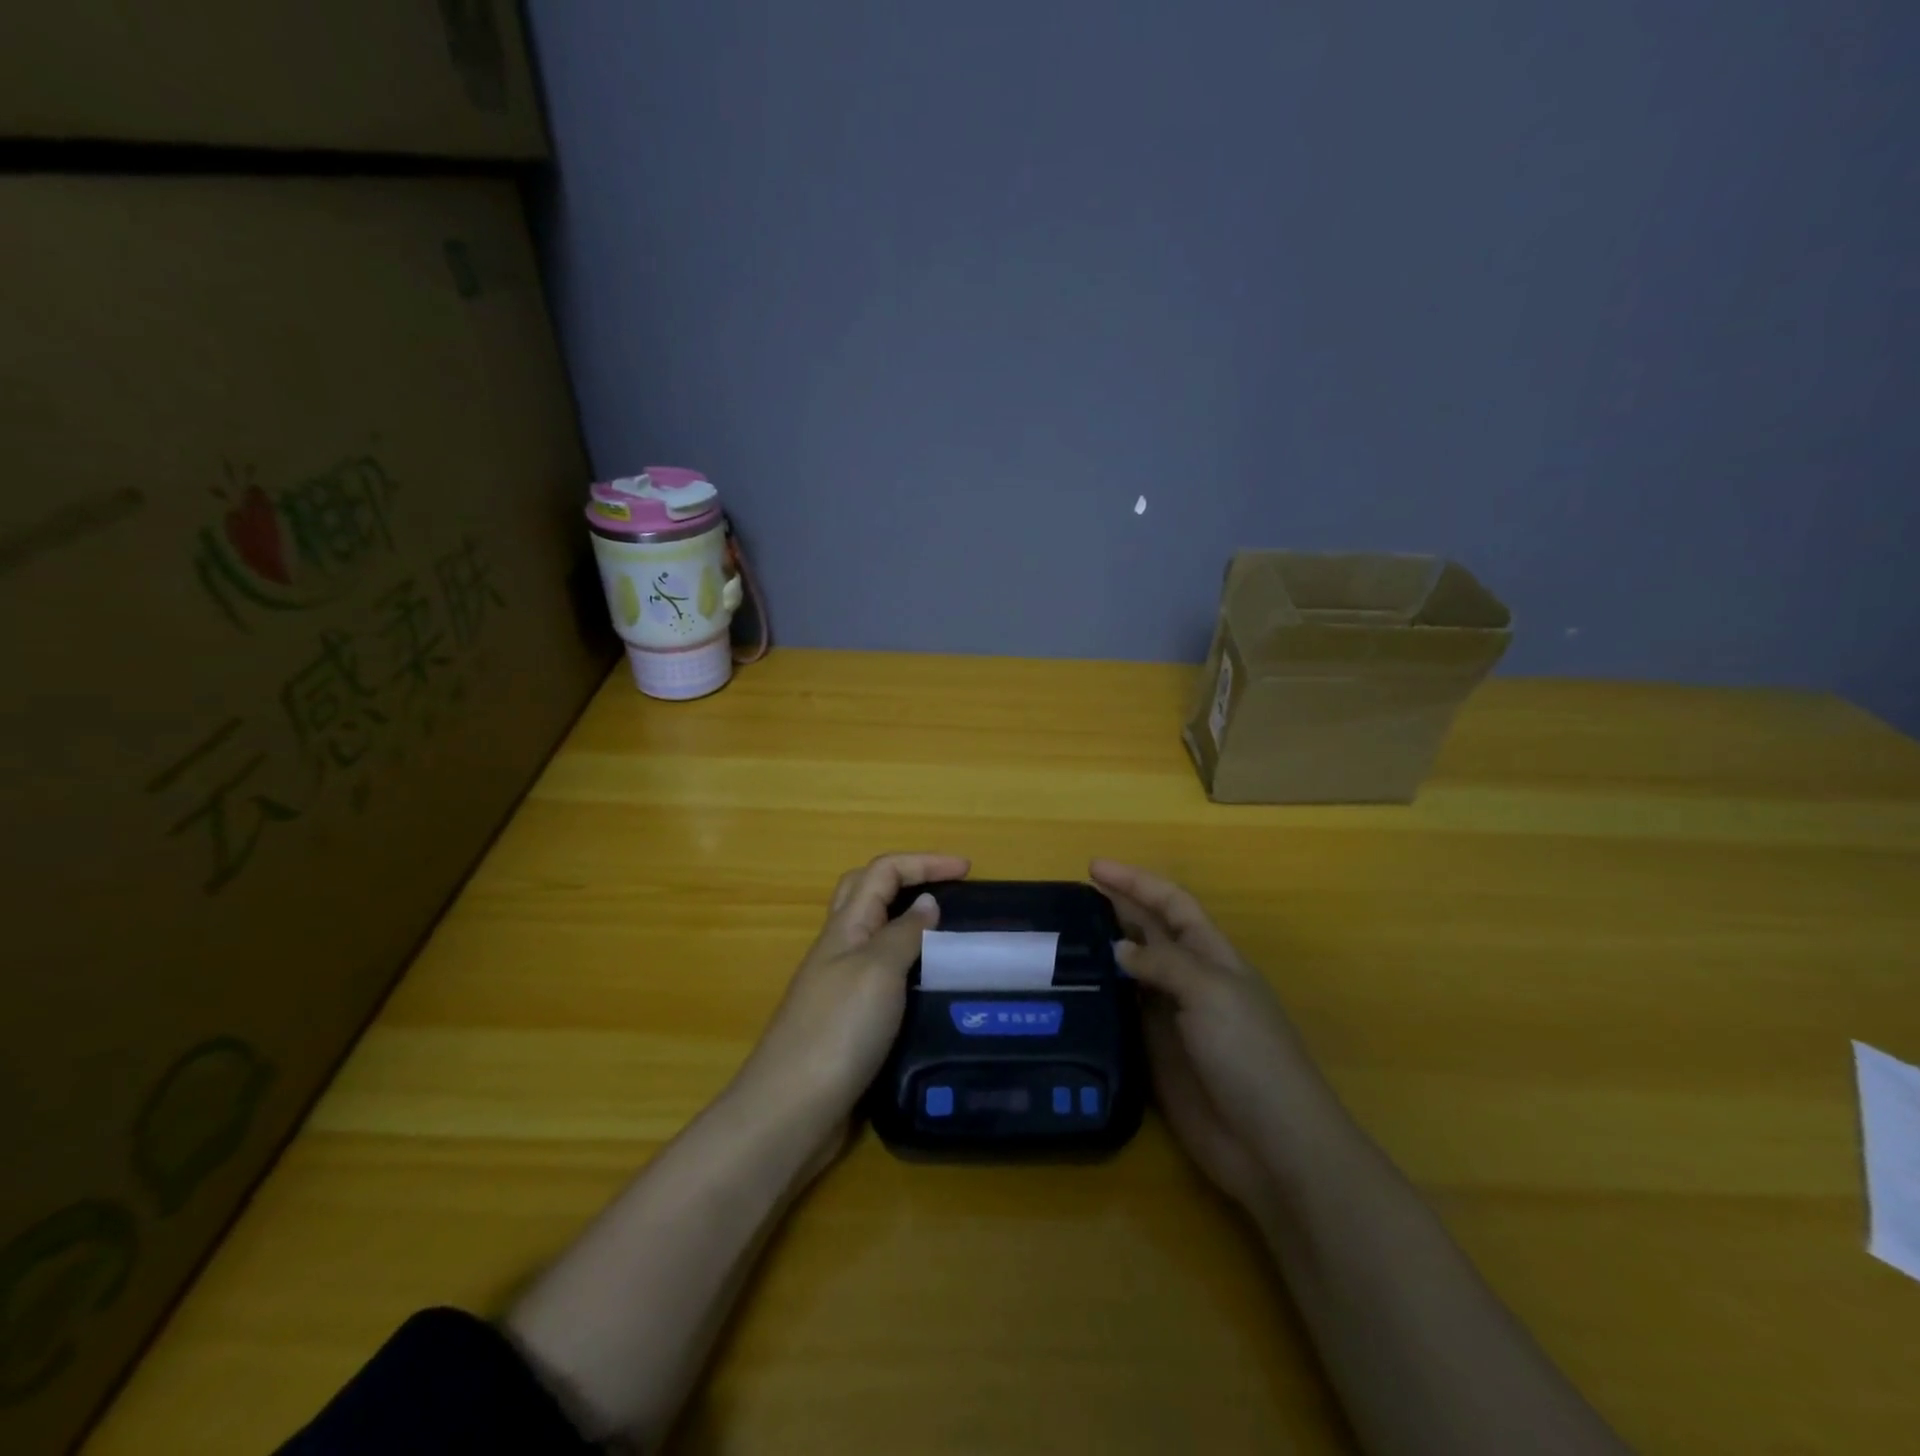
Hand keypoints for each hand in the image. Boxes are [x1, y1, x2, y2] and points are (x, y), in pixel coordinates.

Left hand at [736, 853, 969, 1163]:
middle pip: (868, 893)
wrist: (792, 1110)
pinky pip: (882, 977)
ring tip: (951, 939)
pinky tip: (931, 990)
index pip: (883, 872)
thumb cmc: (837, 1031)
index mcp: (845, 927)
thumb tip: (927, 903)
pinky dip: (909, 969)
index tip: (968, 870)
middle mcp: (840, 949)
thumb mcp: (877, 971)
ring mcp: (840, 986)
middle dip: (908, 879)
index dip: (924, 862)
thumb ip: (904, 934)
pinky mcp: (848, 1022)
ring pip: (875, 936)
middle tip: (950, 892)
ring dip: (909, 925)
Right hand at [1090, 859, 1336, 1224]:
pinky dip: (1100, 1002)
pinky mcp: (1155, 1056)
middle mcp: (1189, 981)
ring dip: (1102, 956)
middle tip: (1067, 902)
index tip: (1093, 867)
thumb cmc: (1249, 1054)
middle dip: (1115, 911)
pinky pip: (1122, 1017)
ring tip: (1059, 944)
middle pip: (1148, 934)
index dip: (1136, 882)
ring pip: (1131, 975)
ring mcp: (1171, 1020)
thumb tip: (1117, 949)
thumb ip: (1163, 963)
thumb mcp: (1210, 993)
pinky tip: (1070, 997)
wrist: (1271, 1144)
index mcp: (1212, 956)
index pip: (1171, 904)